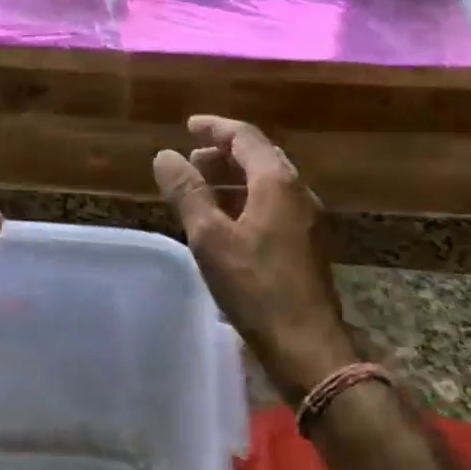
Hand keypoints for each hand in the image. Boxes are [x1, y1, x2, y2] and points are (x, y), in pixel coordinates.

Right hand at [153, 116, 355, 405]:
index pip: (245, 136)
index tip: (188, 125)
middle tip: (191, 160)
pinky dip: (246, 200)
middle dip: (224, 153)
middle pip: (260, 156)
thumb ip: (187, 192)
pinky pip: (273, 205)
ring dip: (234, 178)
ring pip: (267, 183)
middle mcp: (297, 192)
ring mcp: (306, 219)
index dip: (214, 127)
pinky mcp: (306, 244)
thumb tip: (164, 155)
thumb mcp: (210, 237)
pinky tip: (226, 222)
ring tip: (202, 188)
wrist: (306, 343)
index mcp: (277, 182)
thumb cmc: (255, 286)